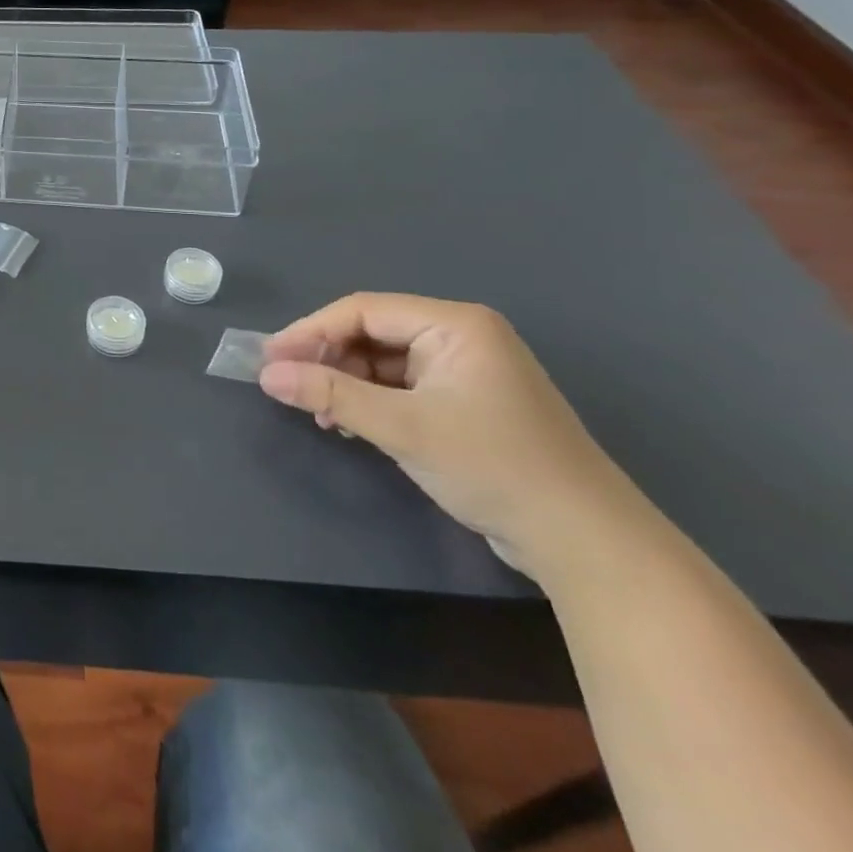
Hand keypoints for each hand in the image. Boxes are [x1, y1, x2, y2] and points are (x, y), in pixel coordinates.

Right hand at [260, 294, 642, 576]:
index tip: (270, 359)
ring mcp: (467, 371)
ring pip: (384, 362)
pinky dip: (371, 401)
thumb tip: (267, 375)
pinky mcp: (467, 403)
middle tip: (290, 388)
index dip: (310, 331)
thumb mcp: (402, 427)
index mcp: (455, 324)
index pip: (362, 310)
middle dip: (328, 359)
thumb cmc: (493, 466)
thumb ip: (331, 395)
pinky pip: (403, 387)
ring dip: (347, 384)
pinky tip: (351, 425)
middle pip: (372, 333)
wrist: (584, 541)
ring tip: (320, 414)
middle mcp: (461, 336)